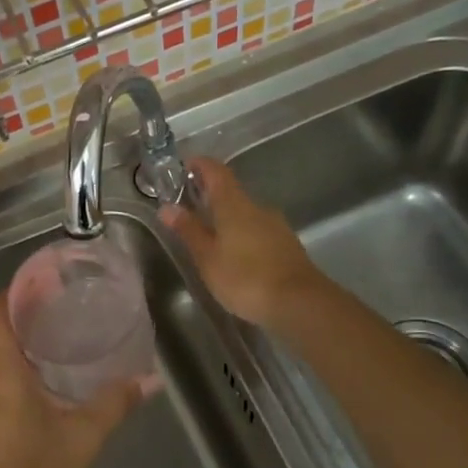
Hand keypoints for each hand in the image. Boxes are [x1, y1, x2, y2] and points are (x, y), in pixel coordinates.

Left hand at [0, 294, 142, 467]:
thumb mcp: (85, 437)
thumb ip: (116, 402)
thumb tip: (150, 379)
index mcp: (0, 375)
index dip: (11, 293)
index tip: (40, 284)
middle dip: (11, 312)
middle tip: (50, 305)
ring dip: (7, 339)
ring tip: (47, 334)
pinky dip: (4, 365)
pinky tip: (36, 377)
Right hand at [160, 156, 323, 328]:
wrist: (299, 302)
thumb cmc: (245, 278)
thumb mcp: (208, 258)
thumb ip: (189, 231)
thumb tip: (167, 207)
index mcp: (234, 205)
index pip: (216, 171)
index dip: (200, 164)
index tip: (184, 167)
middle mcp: (257, 207)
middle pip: (231, 192)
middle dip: (210, 196)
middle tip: (189, 208)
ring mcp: (276, 225)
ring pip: (245, 213)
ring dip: (227, 218)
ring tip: (210, 236)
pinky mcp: (286, 244)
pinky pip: (258, 230)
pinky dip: (243, 234)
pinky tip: (236, 255)